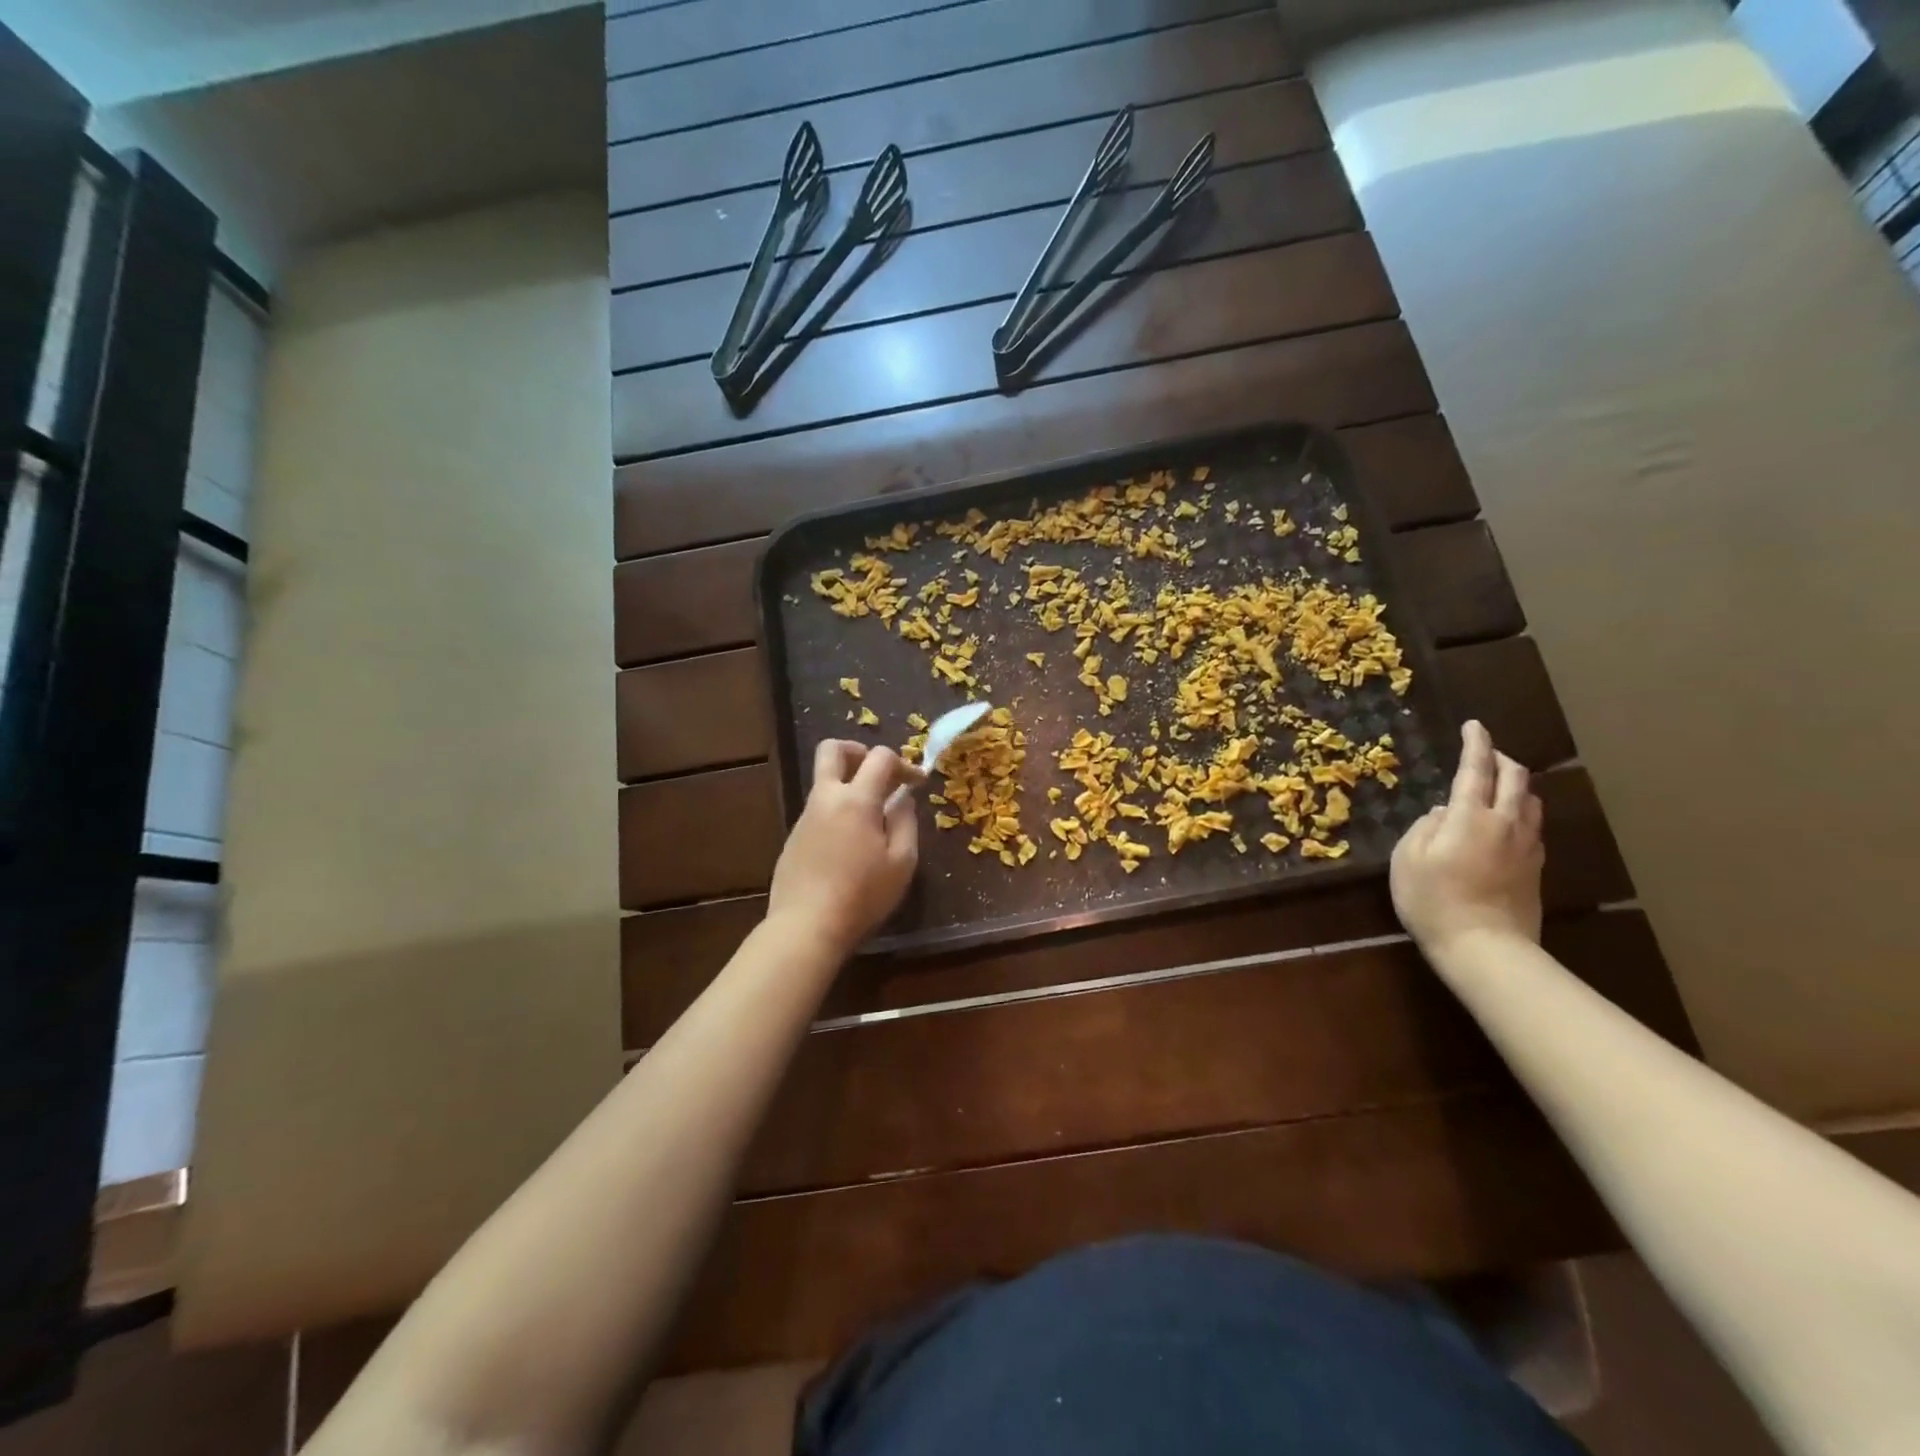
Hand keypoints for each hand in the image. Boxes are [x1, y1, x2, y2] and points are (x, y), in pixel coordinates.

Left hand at [767, 740, 919, 956]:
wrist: (806, 927)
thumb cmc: (862, 895)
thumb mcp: (901, 862)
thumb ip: (905, 822)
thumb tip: (902, 798)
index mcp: (856, 800)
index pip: (880, 757)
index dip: (903, 763)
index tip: (917, 782)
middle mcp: (826, 799)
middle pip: (832, 750)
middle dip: (857, 750)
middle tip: (878, 773)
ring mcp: (804, 818)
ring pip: (824, 782)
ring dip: (847, 785)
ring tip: (871, 817)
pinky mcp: (793, 839)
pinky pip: (817, 811)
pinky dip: (836, 812)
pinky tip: (849, 845)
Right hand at [1390, 720, 1543, 959]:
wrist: (1486, 948)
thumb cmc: (1434, 900)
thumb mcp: (1406, 860)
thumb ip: (1423, 827)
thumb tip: (1442, 813)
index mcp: (1470, 817)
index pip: (1475, 769)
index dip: (1475, 744)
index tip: (1474, 725)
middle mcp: (1505, 823)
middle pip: (1515, 779)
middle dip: (1501, 759)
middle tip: (1486, 753)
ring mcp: (1526, 847)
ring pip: (1530, 801)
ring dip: (1516, 785)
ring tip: (1499, 785)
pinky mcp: (1535, 869)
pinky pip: (1532, 827)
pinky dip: (1520, 813)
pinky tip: (1507, 823)